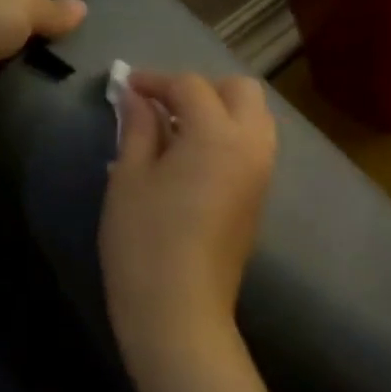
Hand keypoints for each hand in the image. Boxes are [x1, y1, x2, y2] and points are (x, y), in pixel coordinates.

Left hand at [0, 0, 85, 138]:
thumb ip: (50, 11)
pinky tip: (56, 120)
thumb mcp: (18, 3)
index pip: (27, 6)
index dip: (54, 21)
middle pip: (22, 45)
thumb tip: (83, 8)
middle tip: (96, 76)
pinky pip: (2, 110)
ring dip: (38, 88)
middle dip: (51, 58)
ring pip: (15, 79)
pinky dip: (21, 115)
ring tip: (84, 101)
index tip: (91, 41)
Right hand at [100, 72, 278, 387]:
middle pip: (240, 90)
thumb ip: (137, 127)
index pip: (191, 86)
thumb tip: (136, 97)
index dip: (156, 81)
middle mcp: (251, 144)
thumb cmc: (144, 241)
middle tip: (162, 105)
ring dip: (220, 109)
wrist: (180, 311)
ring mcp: (262, 171)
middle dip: (202, 87)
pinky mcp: (260, 195)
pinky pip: (253, 145)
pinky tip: (193, 155)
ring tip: (176, 129)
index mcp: (217, 134)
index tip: (128, 87)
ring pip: (254, 117)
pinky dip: (229, 134)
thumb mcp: (130, 177)